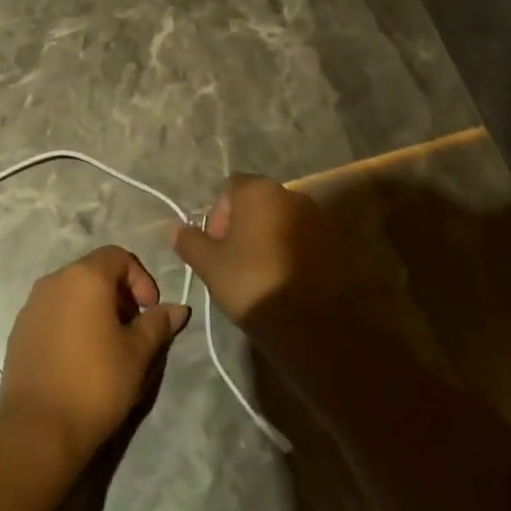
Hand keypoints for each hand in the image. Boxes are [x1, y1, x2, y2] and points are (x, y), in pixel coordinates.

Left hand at [0, 246, 189, 469]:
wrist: (38, 427)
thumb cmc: (96, 383)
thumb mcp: (138, 354)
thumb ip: (158, 324)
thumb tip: (177, 308)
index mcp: (84, 277)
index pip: (118, 256)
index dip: (141, 278)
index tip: (150, 311)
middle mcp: (53, 281)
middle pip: (93, 271)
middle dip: (119, 294)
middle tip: (133, 329)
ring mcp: (31, 305)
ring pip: (71, 292)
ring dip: (94, 308)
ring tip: (108, 345)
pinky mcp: (19, 329)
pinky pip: (53, 312)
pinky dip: (71, 322)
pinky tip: (79, 358)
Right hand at [171, 174, 341, 325]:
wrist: (309, 322)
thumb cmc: (251, 282)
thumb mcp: (209, 264)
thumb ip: (190, 241)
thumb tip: (176, 229)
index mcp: (259, 191)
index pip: (230, 188)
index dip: (217, 214)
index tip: (216, 245)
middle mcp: (292, 194)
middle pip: (257, 201)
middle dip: (242, 224)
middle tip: (233, 259)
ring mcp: (318, 217)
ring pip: (281, 220)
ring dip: (267, 236)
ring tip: (258, 271)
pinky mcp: (334, 242)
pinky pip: (302, 237)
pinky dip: (290, 249)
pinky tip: (282, 277)